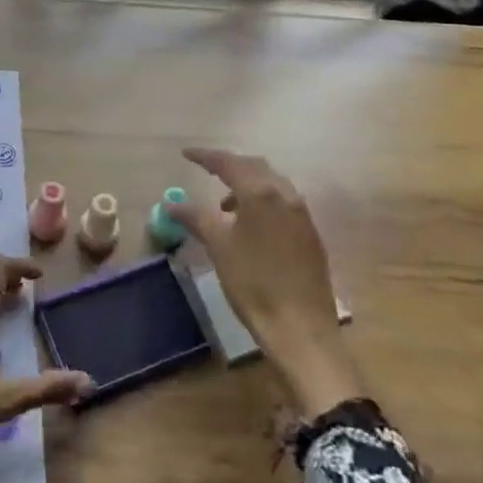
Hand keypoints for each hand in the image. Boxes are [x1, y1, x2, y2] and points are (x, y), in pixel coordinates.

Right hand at [170, 149, 366, 415]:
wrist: (302, 329)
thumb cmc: (254, 284)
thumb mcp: (219, 247)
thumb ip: (195, 217)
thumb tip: (171, 203)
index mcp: (261, 192)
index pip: (229, 163)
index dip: (205, 156)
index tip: (186, 153)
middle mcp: (286, 194)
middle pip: (254, 167)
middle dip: (230, 165)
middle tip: (207, 171)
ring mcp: (302, 214)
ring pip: (272, 184)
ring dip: (247, 185)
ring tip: (225, 205)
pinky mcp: (311, 234)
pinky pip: (283, 202)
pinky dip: (263, 201)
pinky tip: (251, 225)